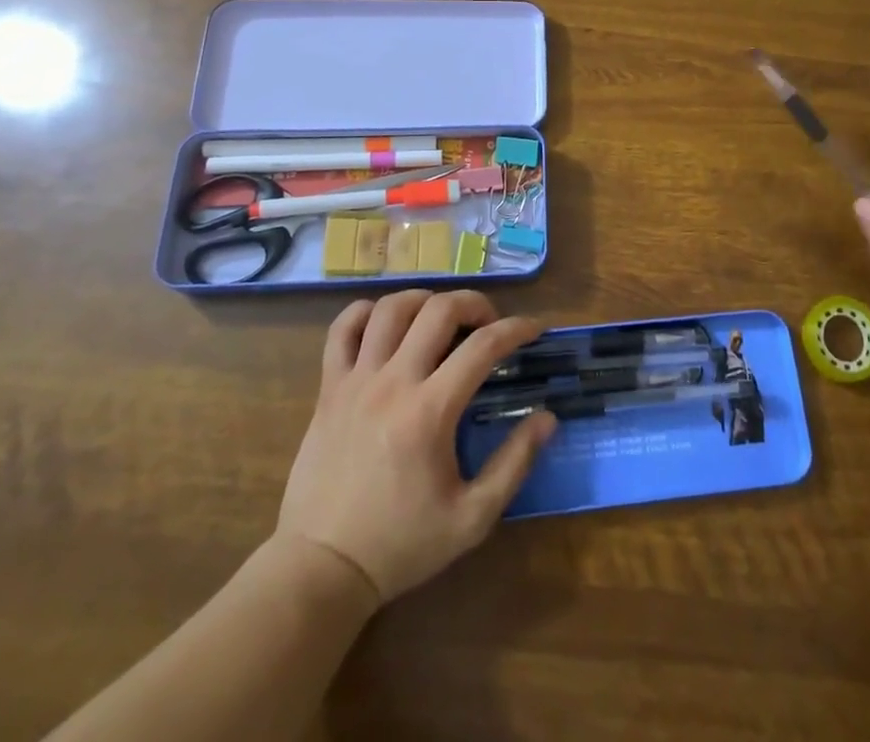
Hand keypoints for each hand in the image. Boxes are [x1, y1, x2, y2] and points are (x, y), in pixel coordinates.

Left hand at [273, 289, 555, 604]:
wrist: (321, 569)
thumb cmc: (401, 545)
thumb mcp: (472, 519)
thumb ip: (514, 464)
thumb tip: (548, 417)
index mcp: (430, 412)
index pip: (483, 346)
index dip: (516, 329)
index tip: (534, 329)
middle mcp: (393, 382)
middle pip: (439, 310)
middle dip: (474, 303)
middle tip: (489, 322)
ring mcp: (356, 380)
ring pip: (391, 308)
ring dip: (425, 300)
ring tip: (441, 319)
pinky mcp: (328, 388)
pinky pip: (343, 328)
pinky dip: (367, 312)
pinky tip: (386, 324)